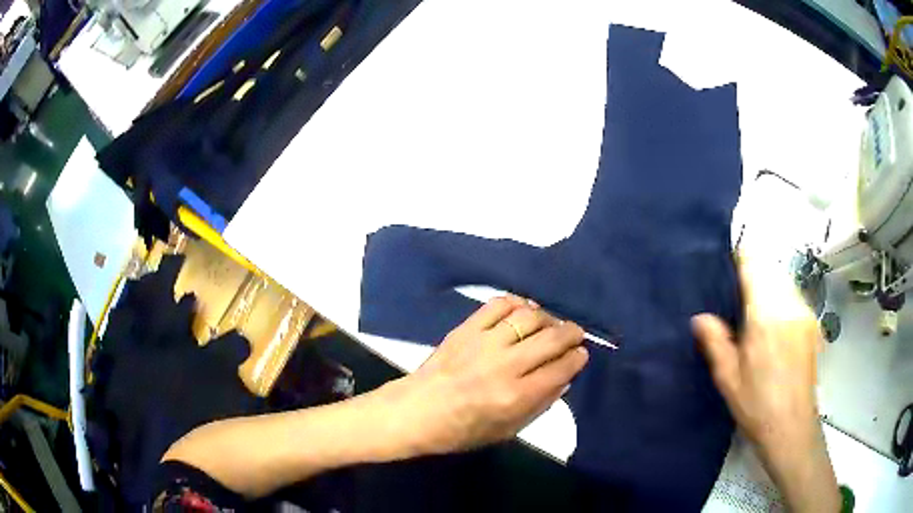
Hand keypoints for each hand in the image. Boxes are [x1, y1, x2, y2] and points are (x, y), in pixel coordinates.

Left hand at [384, 296, 588, 454]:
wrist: (414, 412)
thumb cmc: (460, 431)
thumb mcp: (505, 431)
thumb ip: (539, 405)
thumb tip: (564, 380)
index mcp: (515, 397)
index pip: (560, 370)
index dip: (577, 359)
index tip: (582, 354)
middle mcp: (503, 366)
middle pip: (550, 339)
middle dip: (571, 334)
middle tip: (576, 334)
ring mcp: (483, 343)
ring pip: (527, 317)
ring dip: (547, 317)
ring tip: (552, 323)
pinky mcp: (465, 329)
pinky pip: (497, 305)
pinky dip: (516, 303)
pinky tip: (524, 309)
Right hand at [692, 256, 820, 450]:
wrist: (792, 427)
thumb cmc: (757, 405)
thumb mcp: (728, 378)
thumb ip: (715, 342)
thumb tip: (700, 317)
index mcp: (765, 315)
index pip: (754, 264)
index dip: (740, 256)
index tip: (726, 263)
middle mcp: (789, 304)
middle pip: (771, 266)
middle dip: (754, 269)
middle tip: (736, 289)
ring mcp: (804, 312)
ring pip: (784, 277)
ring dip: (769, 280)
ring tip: (754, 304)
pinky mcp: (812, 322)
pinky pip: (794, 293)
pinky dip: (781, 294)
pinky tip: (773, 320)